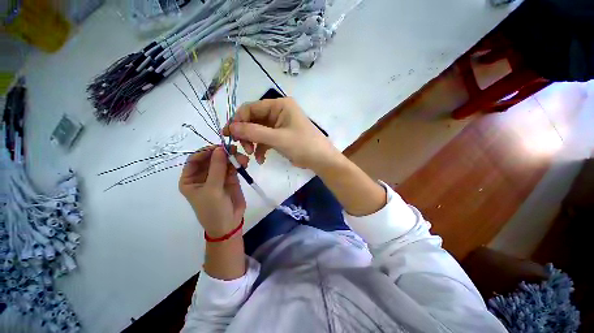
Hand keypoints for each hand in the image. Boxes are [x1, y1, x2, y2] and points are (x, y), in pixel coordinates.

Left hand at [179, 146, 248, 237]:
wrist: (229, 223)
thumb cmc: (213, 209)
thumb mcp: (212, 189)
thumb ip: (217, 168)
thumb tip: (220, 149)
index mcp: (191, 179)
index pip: (195, 160)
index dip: (205, 152)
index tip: (218, 148)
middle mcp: (203, 176)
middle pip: (211, 159)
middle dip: (222, 153)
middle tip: (234, 149)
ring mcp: (218, 177)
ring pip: (224, 162)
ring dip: (233, 158)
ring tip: (243, 159)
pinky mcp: (230, 179)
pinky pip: (233, 167)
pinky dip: (238, 164)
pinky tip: (244, 163)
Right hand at [223, 97, 341, 172]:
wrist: (321, 160)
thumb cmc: (303, 146)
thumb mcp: (277, 138)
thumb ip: (253, 132)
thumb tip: (231, 127)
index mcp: (280, 105)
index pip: (252, 108)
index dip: (238, 120)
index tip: (229, 134)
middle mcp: (279, 111)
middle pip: (254, 119)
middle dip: (246, 134)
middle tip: (242, 147)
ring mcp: (280, 124)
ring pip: (258, 130)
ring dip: (253, 143)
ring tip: (251, 155)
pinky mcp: (281, 135)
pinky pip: (266, 139)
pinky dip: (261, 148)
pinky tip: (260, 159)